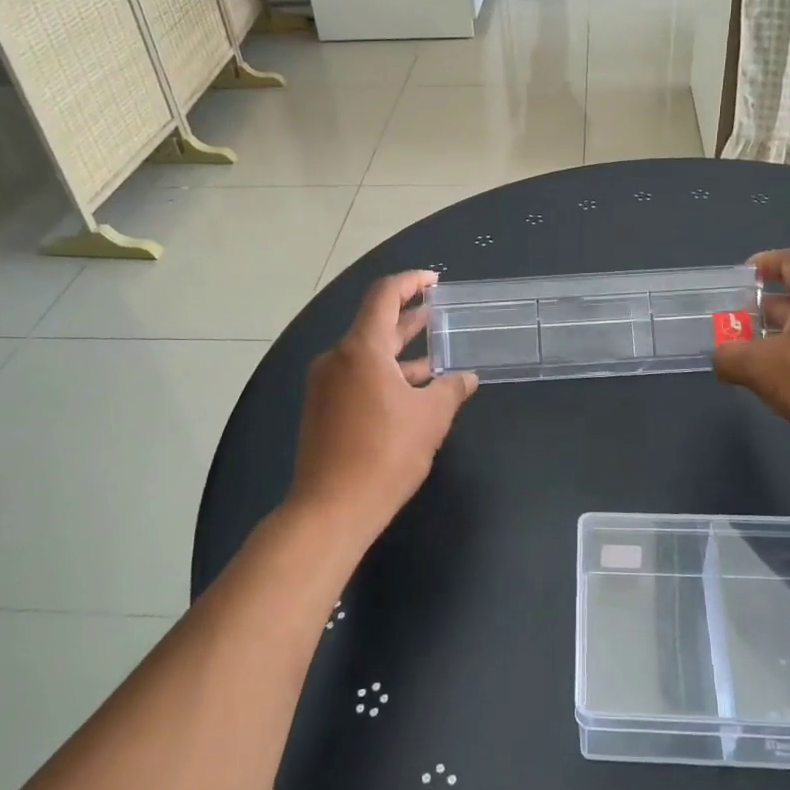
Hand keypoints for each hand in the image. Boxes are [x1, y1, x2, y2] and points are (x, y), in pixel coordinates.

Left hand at [286, 271, 476, 539]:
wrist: (329, 510)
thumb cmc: (384, 455)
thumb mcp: (430, 418)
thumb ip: (451, 390)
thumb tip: (467, 378)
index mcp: (361, 349)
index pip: (383, 296)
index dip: (409, 282)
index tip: (434, 280)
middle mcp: (337, 358)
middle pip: (374, 324)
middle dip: (408, 317)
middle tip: (438, 312)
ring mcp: (325, 385)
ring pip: (367, 355)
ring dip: (400, 352)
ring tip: (434, 355)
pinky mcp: (322, 410)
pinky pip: (357, 378)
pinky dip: (385, 375)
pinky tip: (411, 392)